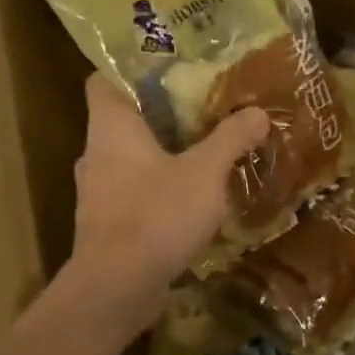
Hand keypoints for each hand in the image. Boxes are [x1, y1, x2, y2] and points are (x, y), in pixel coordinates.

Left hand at [67, 73, 270, 331]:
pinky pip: (135, 193)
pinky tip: (193, 198)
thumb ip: (231, 138)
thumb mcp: (206, 172)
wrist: (116, 288)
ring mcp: (98, 192)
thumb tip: (258, 113)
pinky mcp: (107, 225)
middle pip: (125, 118)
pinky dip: (160, 189)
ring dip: (163, 154)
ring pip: (131, 159)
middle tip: (204, 106)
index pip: (104, 78)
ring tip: (204, 150)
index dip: (133, 67)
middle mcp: (96, 153)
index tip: (171, 66)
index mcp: (111, 126)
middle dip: (162, 113)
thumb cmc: (156, 215)